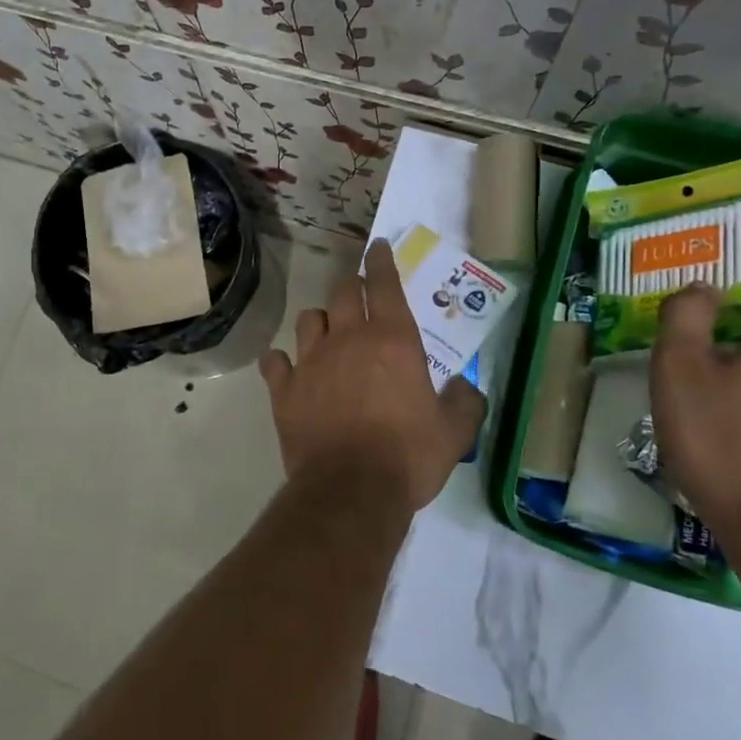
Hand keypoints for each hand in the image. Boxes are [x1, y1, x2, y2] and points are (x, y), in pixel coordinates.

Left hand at [260, 240, 487, 513]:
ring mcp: (310, 362)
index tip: (377, 247)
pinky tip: (287, 370)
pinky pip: (275, 361)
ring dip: (319, 322)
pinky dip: (281, 362)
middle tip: (358, 298)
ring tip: (326, 335)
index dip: (380, 260)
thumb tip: (465, 387)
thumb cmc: (408, 456)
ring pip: (308, 320)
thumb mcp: (455, 432)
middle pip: (342, 293)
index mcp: (392, 339)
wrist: (351, 492)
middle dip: (351, 289)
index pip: (383, 283)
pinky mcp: (284, 390)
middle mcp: (347, 339)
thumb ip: (465, 401)